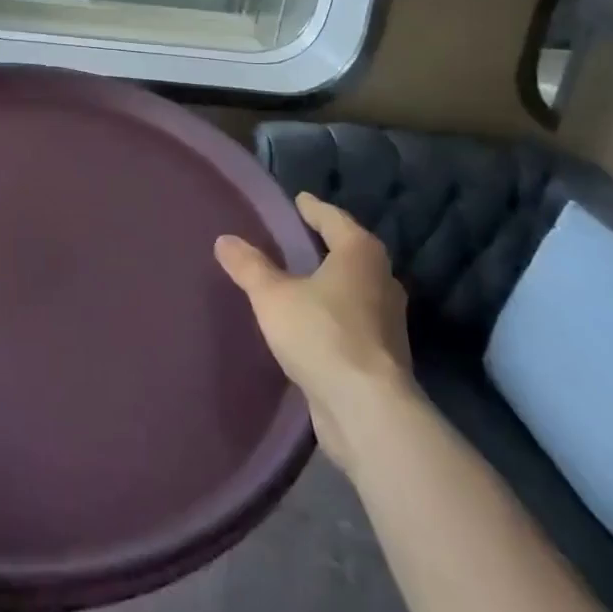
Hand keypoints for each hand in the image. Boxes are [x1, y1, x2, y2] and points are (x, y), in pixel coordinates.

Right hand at [215, 193, 412, 472]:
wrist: (367, 411)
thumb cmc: (322, 334)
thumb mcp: (273, 295)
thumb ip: (249, 266)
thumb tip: (224, 240)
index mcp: (361, 254)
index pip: (334, 219)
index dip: (313, 209)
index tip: (298, 200)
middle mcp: (382, 280)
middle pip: (350, 252)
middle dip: (325, 245)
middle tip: (295, 238)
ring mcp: (388, 321)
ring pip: (354, 288)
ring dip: (330, 282)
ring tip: (299, 279)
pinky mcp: (384, 356)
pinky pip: (353, 320)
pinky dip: (333, 313)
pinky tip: (311, 321)